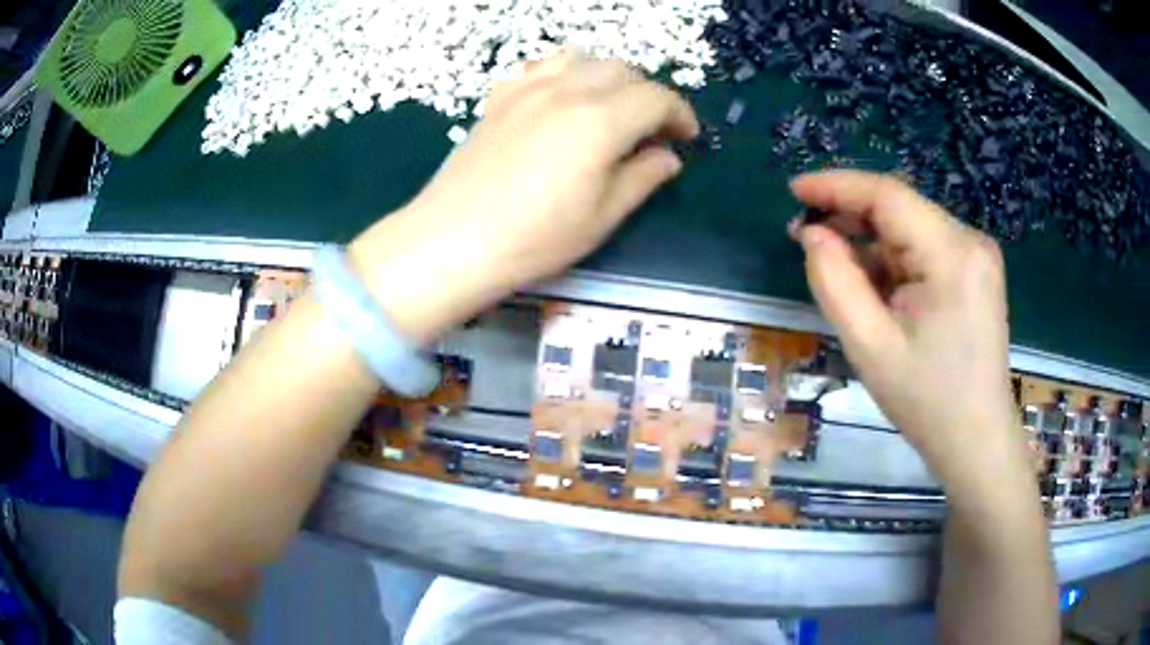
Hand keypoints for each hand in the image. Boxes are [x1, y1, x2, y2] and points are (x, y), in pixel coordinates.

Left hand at [350, 51, 698, 341]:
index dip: (680, 114)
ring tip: (610, 109)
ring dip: (608, 77)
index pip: (656, 98)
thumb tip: (668, 156)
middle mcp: (566, 91)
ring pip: (583, 59)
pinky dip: (565, 74)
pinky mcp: (500, 97)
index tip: (687, 136)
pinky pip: (541, 67)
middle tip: (652, 130)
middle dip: (648, 95)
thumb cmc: (534, 239)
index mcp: (599, 120)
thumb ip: (643, 178)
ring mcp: (527, 89)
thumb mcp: (602, 217)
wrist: (453, 240)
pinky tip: (561, 100)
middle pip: (623, 71)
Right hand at [790, 170, 1031, 504]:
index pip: (888, 195)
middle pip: (900, 208)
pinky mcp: (976, 270)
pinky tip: (876, 288)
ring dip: (871, 242)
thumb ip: (835, 282)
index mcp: (952, 255)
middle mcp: (970, 241)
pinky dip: (894, 260)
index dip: (837, 186)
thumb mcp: (871, 348)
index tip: (794, 190)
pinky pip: (925, 248)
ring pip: (910, 228)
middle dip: (851, 217)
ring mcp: (977, 255)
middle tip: (806, 238)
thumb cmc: (927, 402)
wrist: (976, 441)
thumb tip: (813, 234)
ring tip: (839, 272)